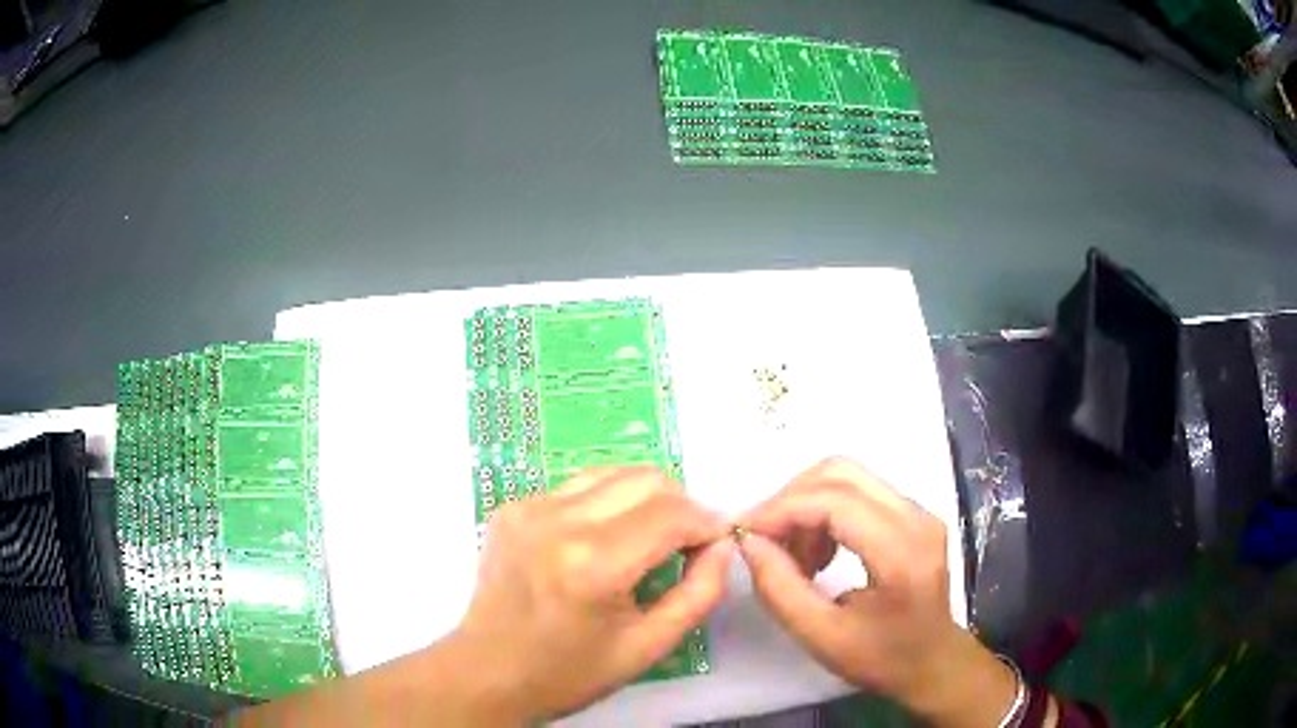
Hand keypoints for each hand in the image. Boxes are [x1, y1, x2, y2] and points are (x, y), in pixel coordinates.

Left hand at [455, 467, 733, 721]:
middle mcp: (557, 521)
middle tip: (683, 544)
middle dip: (679, 505)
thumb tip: (722, 545)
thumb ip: (698, 593)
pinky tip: (601, 540)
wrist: (487, 672)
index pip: (672, 514)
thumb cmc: (569, 672)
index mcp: (593, 564)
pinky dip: (605, 503)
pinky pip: (577, 486)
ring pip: (612, 473)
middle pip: (646, 479)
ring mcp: (528, 507)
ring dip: (643, 498)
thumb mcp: (648, 647)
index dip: (706, 523)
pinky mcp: (511, 507)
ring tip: (646, 538)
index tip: (715, 544)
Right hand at [739, 458, 1017, 726]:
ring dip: (807, 505)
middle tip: (764, 541)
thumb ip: (780, 590)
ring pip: (848, 477)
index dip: (781, 509)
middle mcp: (915, 517)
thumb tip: (749, 543)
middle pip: (841, 473)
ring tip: (794, 556)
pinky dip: (825, 512)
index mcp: (901, 552)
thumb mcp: (821, 637)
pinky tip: (819, 552)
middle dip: (791, 499)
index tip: (744, 534)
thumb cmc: (881, 658)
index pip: (834, 501)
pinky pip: (859, 492)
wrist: (932, 662)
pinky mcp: (913, 514)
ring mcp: (918, 511)